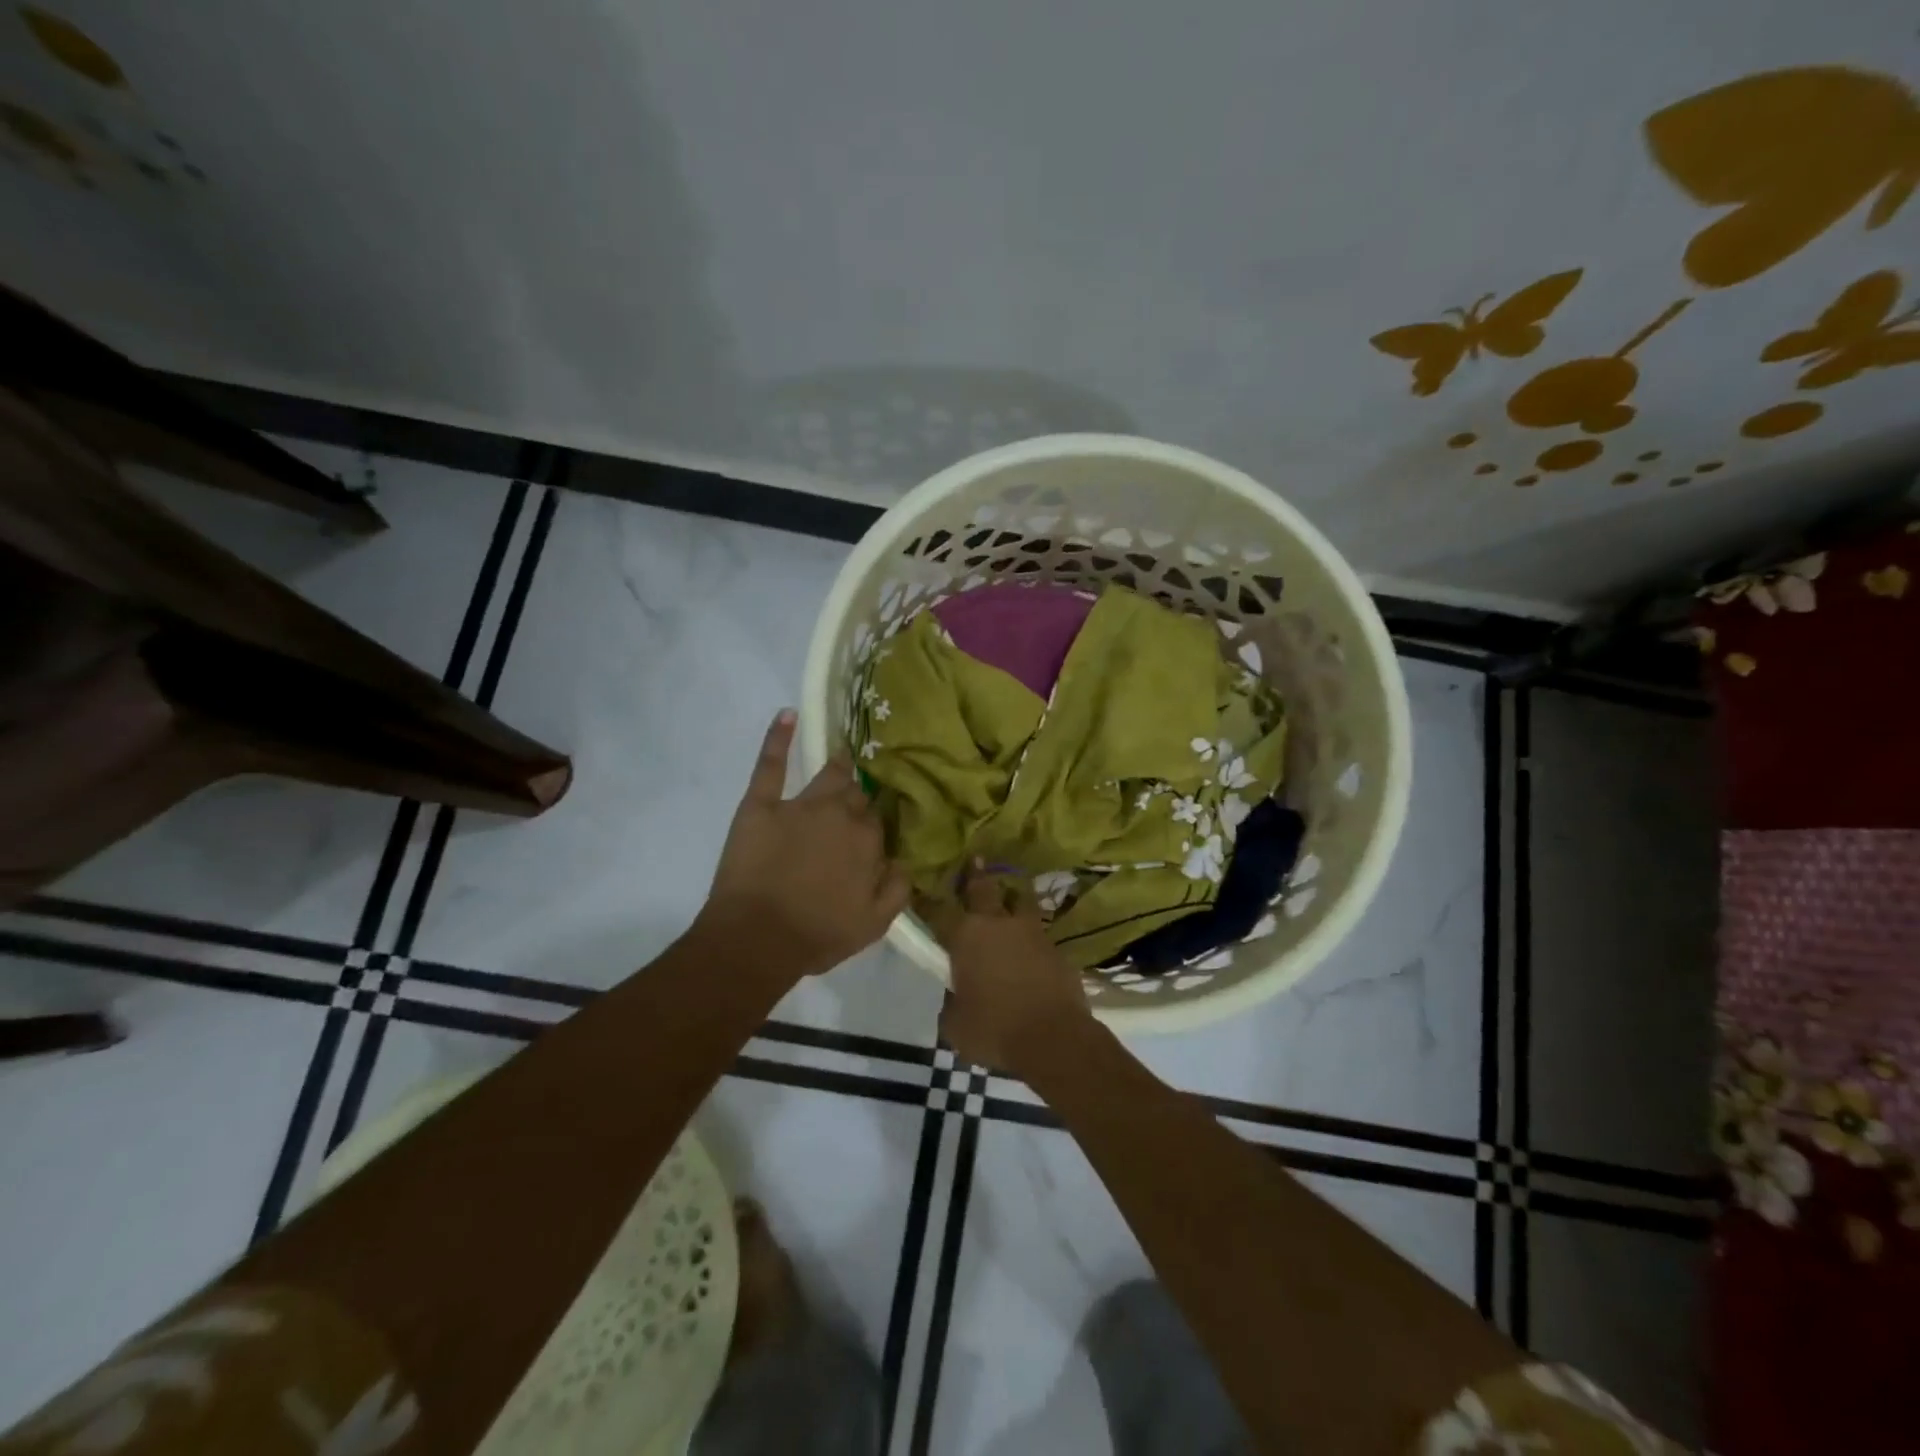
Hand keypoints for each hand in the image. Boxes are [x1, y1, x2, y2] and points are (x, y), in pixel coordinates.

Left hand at [701, 709, 909, 979]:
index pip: (880, 820)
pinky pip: (771, 765)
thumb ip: (898, 888)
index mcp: (868, 841)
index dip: (877, 823)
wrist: (757, 940)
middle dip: (862, 793)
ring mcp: (800, 805)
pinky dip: (778, 738)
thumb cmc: (817, 935)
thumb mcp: (873, 924)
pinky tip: (787, 714)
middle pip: (857, 794)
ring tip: (847, 753)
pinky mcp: (761, 804)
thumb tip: (908, 860)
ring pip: (828, 775)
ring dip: (840, 765)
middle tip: (864, 791)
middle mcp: (840, 814)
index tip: (876, 826)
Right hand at [929, 869, 1092, 1072]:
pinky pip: (1039, 931)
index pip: (939, 911)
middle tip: (974, 860)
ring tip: (1010, 896)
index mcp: (966, 936)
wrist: (1054, 1038)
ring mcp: (1031, 931)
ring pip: (1020, 901)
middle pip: (984, 888)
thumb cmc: (995, 1029)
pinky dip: (1032, 934)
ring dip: (1012, 897)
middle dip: (976, 875)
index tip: (920, 890)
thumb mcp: (956, 1023)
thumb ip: (951, 1001)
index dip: (927, 901)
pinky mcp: (1056, 947)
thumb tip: (956, 992)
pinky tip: (1031, 943)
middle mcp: (998, 923)